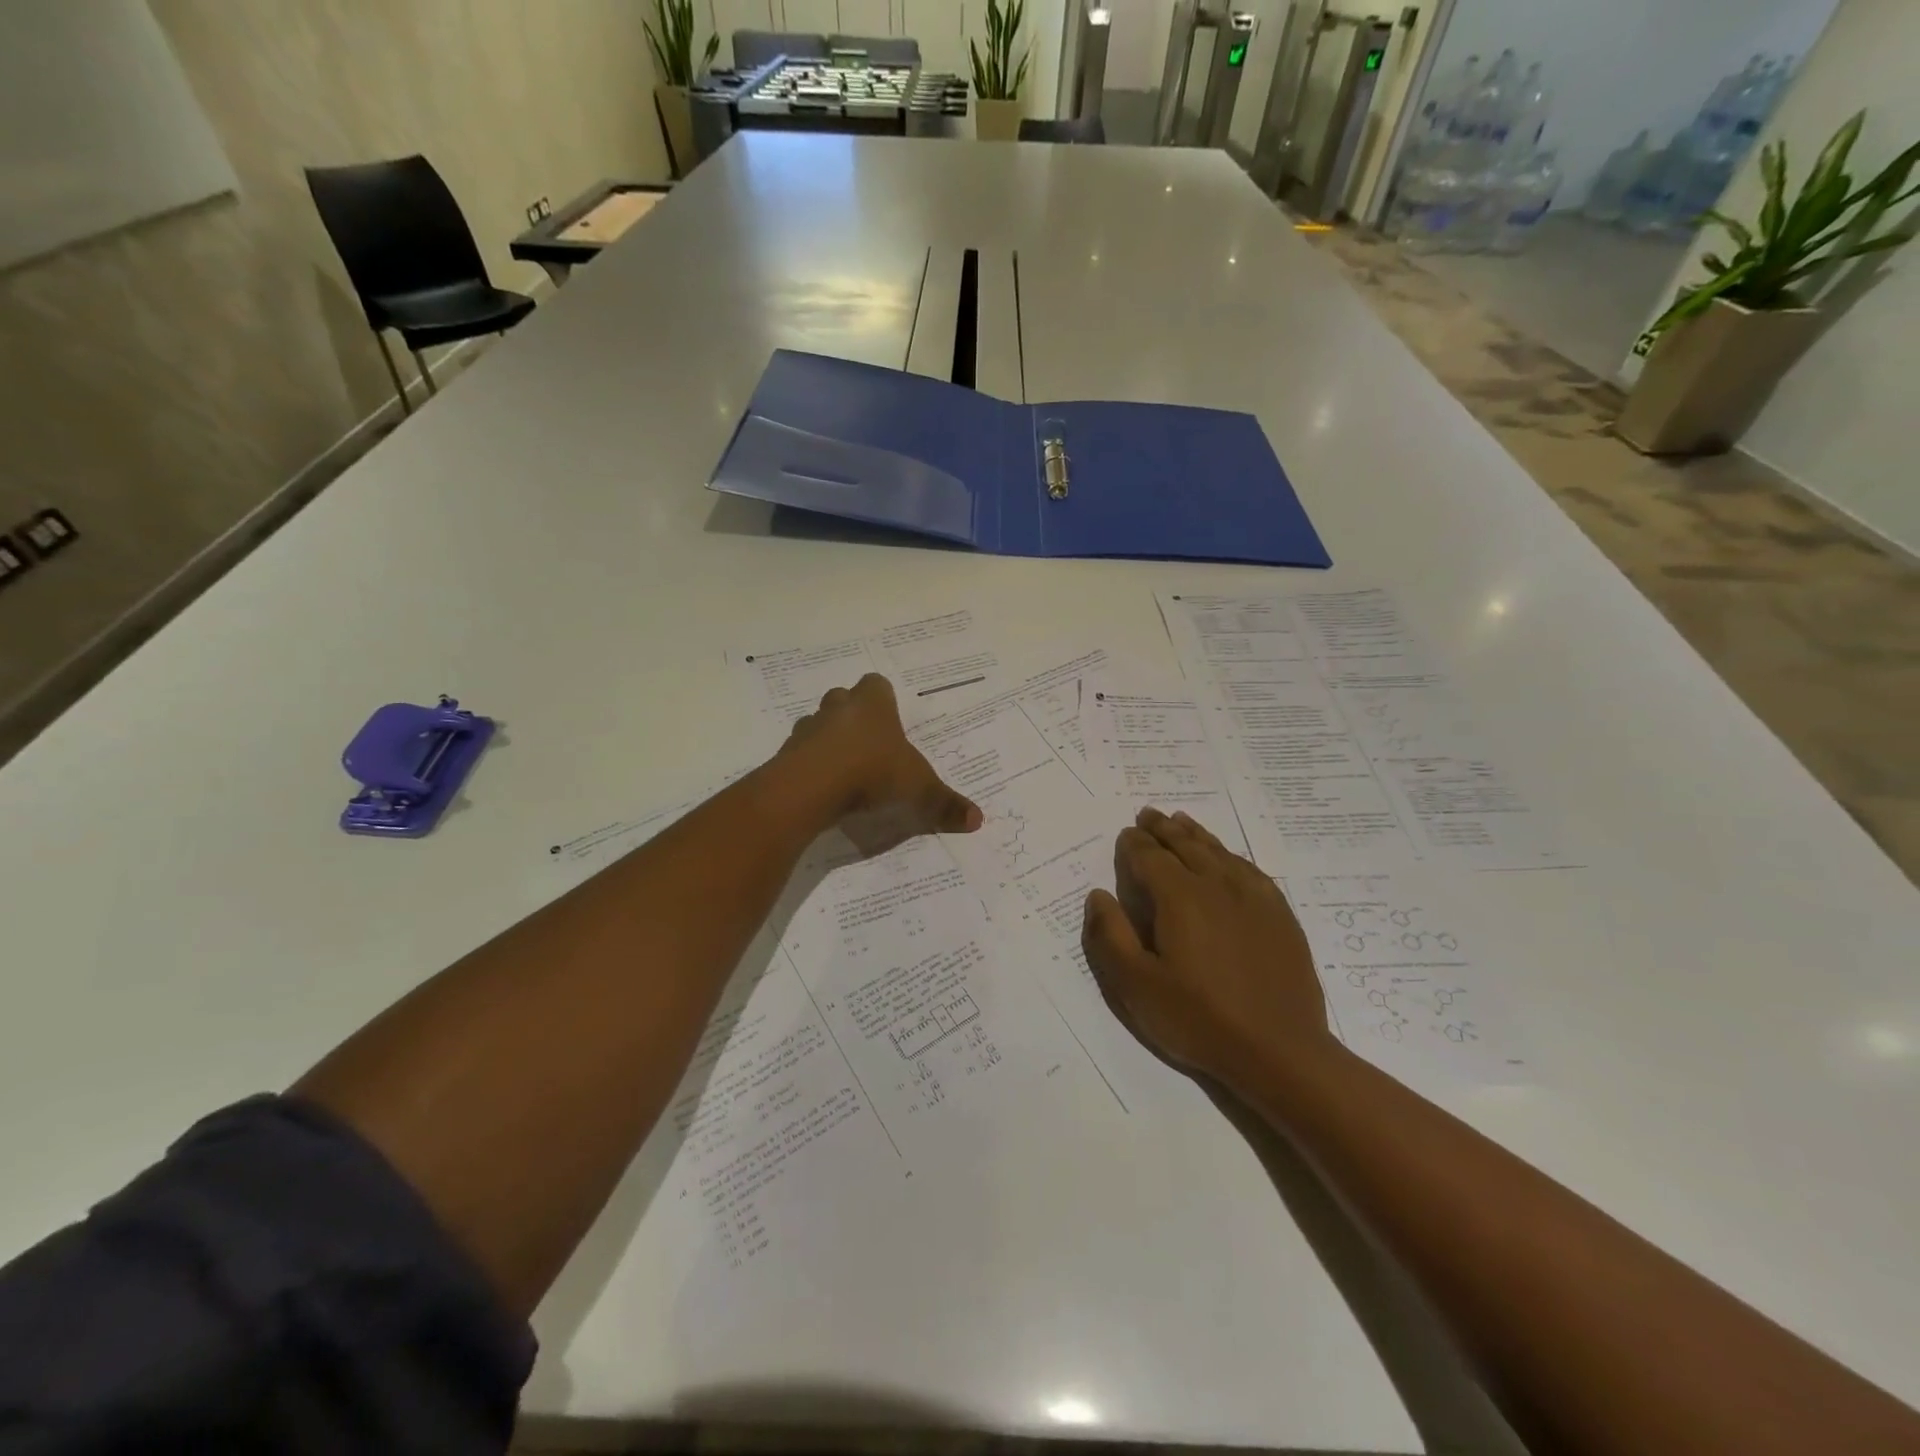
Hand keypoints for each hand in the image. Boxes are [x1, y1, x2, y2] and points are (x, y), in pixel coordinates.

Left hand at [783, 674, 982, 853]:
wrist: (810, 787)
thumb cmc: (871, 772)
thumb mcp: (917, 790)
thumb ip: (944, 803)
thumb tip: (978, 819)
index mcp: (872, 704)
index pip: (877, 685)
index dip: (883, 701)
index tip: (890, 723)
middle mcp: (838, 708)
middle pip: (844, 700)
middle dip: (854, 718)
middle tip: (869, 746)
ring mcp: (808, 729)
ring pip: (819, 725)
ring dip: (829, 742)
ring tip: (845, 771)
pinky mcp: (786, 754)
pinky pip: (801, 754)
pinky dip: (811, 766)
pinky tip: (824, 789)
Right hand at [1081, 808, 1336, 1091]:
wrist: (1281, 1052)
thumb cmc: (1199, 1020)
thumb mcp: (1136, 985)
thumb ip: (1110, 935)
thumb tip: (1098, 895)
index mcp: (1180, 897)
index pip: (1150, 857)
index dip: (1134, 843)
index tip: (1125, 833)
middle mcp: (1217, 885)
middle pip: (1186, 845)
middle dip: (1163, 829)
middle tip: (1149, 815)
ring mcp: (1254, 898)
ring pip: (1219, 852)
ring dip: (1195, 834)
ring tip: (1181, 821)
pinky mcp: (1280, 915)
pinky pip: (1249, 870)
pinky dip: (1231, 855)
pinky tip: (1227, 858)